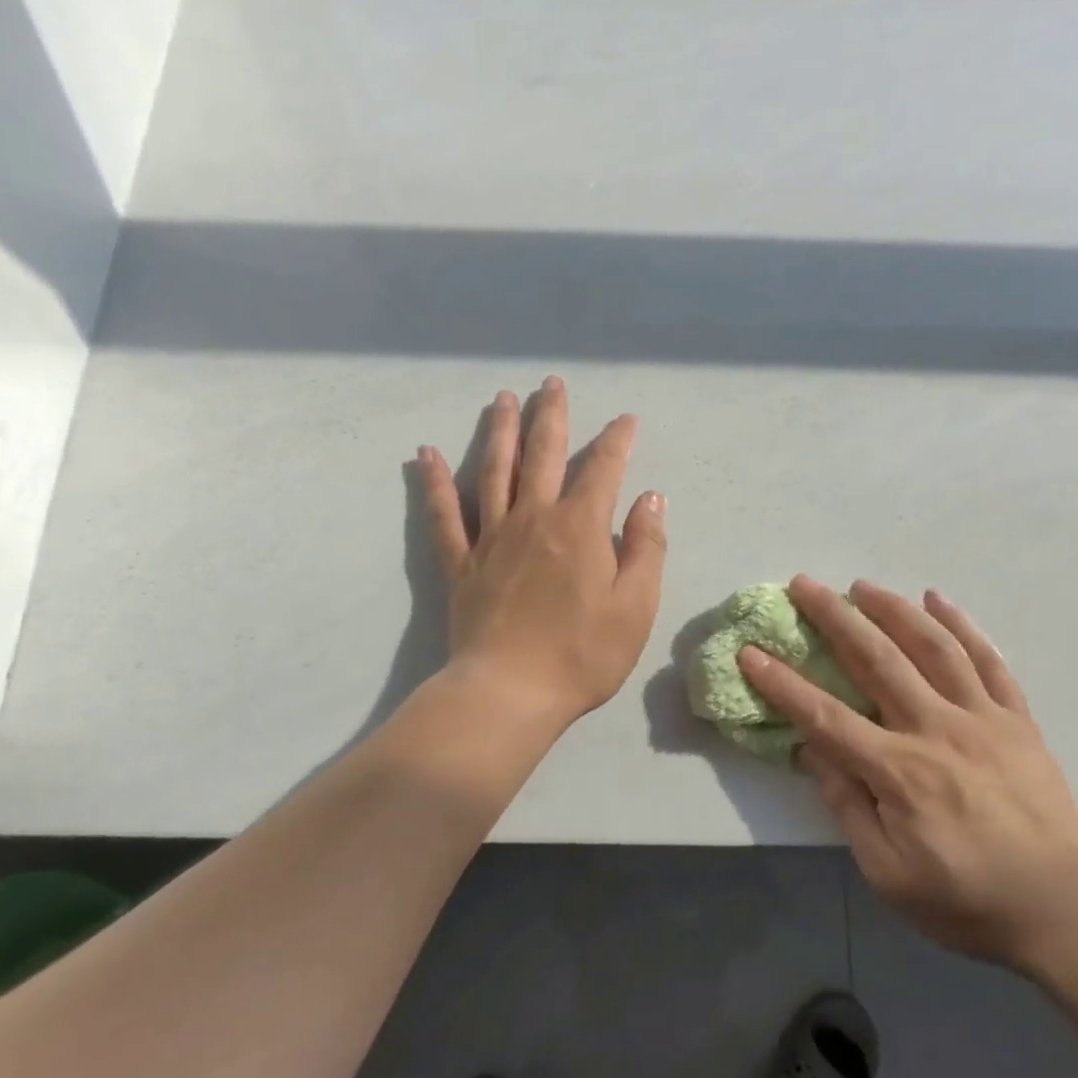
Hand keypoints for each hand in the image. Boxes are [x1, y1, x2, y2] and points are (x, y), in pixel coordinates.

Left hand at [416, 377, 666, 730]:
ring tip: (503, 399)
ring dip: (500, 430)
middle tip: (551, 384)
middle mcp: (533, 518)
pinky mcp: (460, 563)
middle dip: (551, 416)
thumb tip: (651, 497)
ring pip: (494, 470)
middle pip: (543, 453)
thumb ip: (647, 547)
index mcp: (580, 526)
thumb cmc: (583, 654)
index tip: (626, 420)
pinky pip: (444, 514)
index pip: (603, 468)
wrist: (511, 693)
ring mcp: (491, 538)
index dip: (617, 439)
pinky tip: (426, 455)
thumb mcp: (636, 605)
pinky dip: (435, 482)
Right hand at [740, 577, 1077, 971]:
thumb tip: (814, 751)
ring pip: (933, 646)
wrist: (1064, 909)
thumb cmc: (965, 900)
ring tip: (863, 585)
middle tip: (805, 584)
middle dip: (835, 617)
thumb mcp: (887, 873)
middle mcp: (936, 730)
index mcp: (899, 771)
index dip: (783, 683)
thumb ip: (848, 806)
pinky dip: (962, 625)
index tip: (751, 651)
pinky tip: (938, 599)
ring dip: (893, 609)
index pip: (825, 716)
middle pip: (877, 660)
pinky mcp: (1018, 719)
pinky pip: (989, 660)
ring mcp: (983, 719)